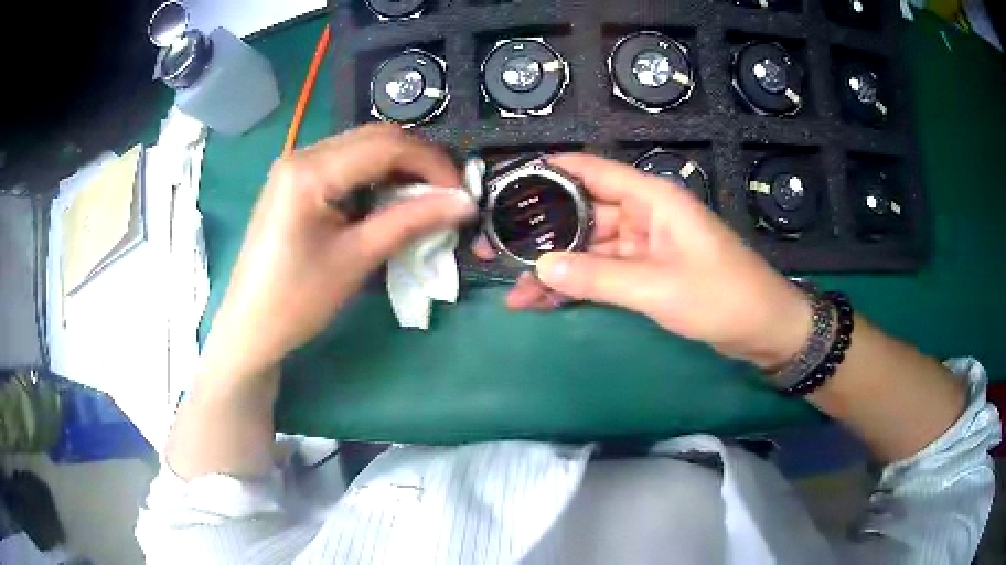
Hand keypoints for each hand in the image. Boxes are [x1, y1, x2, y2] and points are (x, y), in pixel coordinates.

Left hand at [201, 125, 474, 381]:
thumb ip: (412, 221)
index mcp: (310, 170)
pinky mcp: (295, 181)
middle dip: (418, 162)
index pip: (387, 146)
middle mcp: (302, 154)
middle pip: (375, 138)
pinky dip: (375, 177)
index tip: (462, 193)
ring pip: (362, 148)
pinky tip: (388, 201)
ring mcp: (296, 165)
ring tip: (423, 200)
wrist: (251, 326)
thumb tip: (466, 203)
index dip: (432, 164)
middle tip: (447, 195)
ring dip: (398, 168)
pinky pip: (345, 164)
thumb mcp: (357, 258)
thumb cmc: (298, 299)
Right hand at [474, 154, 811, 368]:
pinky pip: (602, 271)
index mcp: (652, 199)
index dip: (548, 172)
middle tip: (495, 248)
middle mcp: (644, 214)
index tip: (506, 183)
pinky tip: (545, 300)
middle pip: (582, 212)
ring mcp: (644, 244)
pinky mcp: (646, 271)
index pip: (591, 171)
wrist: (763, 330)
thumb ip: (600, 277)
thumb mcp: (659, 287)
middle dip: (540, 231)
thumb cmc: (722, 298)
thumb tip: (542, 267)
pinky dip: (577, 284)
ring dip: (554, 266)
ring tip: (513, 288)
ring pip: (588, 248)